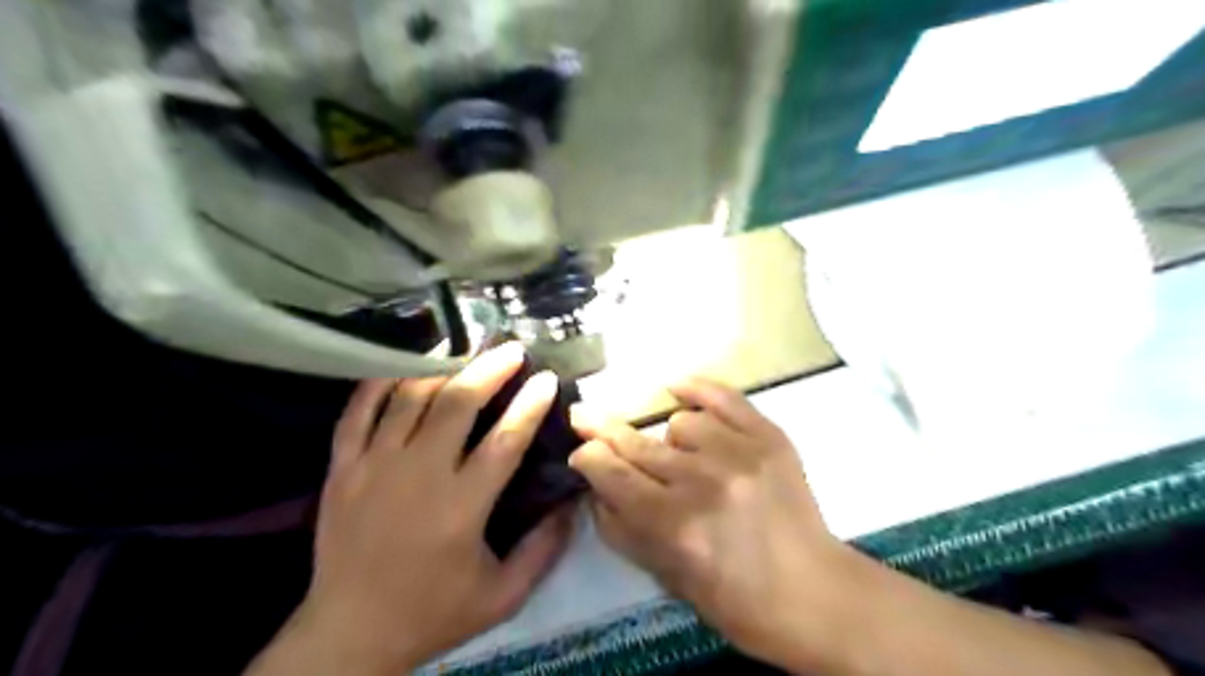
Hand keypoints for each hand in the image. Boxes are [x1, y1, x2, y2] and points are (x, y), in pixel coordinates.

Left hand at [262, 346, 577, 672]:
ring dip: (442, 367)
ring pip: (410, 398)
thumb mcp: (503, 596)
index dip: (530, 404)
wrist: (349, 635)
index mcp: (461, 507)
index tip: (546, 378)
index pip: (505, 439)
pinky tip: (403, 366)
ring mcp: (373, 466)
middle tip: (511, 350)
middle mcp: (418, 475)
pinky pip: (358, 411)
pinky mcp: (341, 468)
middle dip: (489, 369)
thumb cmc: (432, 613)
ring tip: (465, 350)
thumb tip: (572, 504)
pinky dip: (381, 382)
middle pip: (457, 403)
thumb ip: (544, 549)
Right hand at [570, 377, 850, 668]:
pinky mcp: (770, 436)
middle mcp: (704, 481)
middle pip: (637, 442)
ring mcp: (742, 452)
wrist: (813, 593)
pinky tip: (677, 387)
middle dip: (604, 431)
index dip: (587, 456)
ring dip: (668, 439)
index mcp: (675, 525)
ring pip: (678, 421)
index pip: (611, 473)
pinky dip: (696, 389)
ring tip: (682, 459)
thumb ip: (622, 528)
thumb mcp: (665, 577)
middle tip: (584, 417)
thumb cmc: (734, 600)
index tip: (580, 451)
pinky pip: (723, 396)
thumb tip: (596, 483)